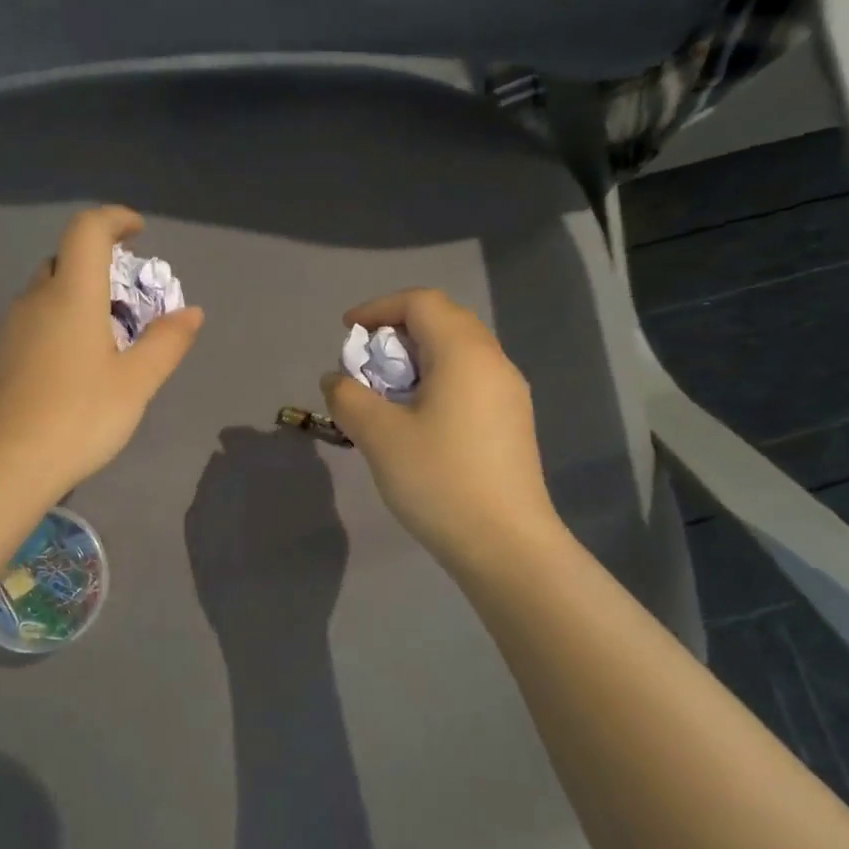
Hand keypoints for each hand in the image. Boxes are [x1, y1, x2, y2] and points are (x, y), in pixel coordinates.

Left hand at [0, 206, 204, 495]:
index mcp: (71, 294)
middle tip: (131, 296)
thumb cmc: (80, 416)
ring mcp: (14, 327)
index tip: (139, 232)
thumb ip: (166, 342)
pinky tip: (79, 363)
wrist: (7, 464)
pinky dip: (63, 320)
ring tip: (110, 335)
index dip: (114, 219)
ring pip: (50, 290)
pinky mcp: (3, 354)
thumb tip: (191, 312)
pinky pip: (38, 318)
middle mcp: (37, 299)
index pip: (87, 229)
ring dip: (81, 294)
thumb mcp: (136, 382)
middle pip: (67, 258)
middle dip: (101, 262)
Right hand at [320, 289, 566, 574]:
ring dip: (417, 357)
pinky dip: (436, 379)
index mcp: (464, 353)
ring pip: (458, 351)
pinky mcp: (512, 421)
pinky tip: (417, 417)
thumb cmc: (439, 480)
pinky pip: (470, 378)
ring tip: (385, 390)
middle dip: (397, 330)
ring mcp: (508, 392)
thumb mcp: (379, 435)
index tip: (347, 333)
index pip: (421, 302)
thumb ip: (348, 397)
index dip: (378, 308)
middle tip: (365, 360)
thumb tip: (337, 380)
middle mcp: (493, 361)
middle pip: (443, 320)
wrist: (506, 546)